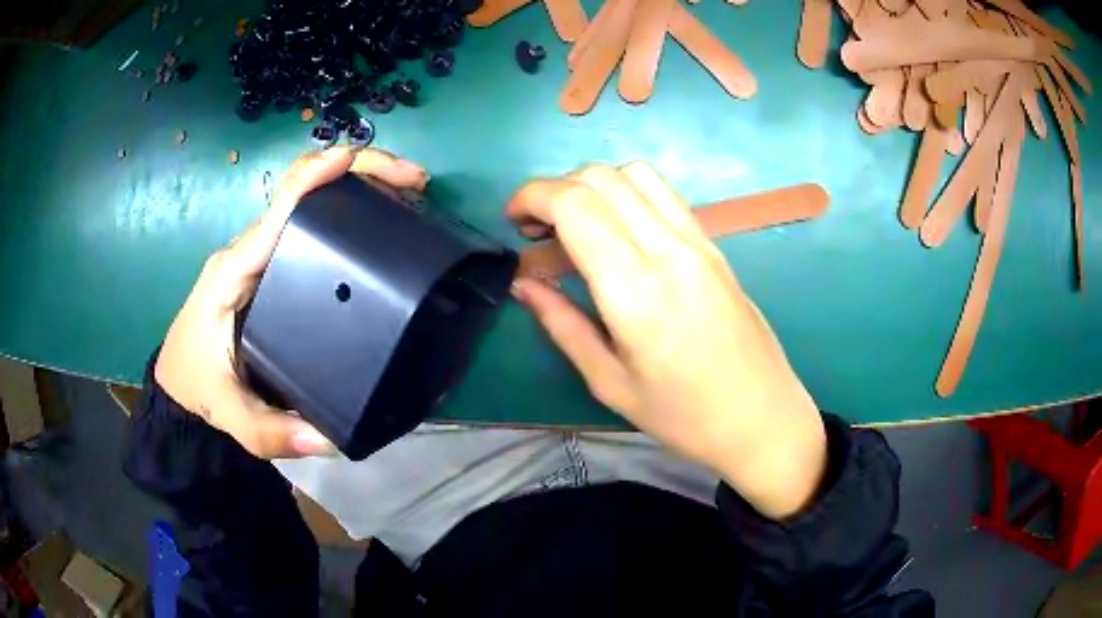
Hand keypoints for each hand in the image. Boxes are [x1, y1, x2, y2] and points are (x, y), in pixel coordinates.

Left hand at [155, 147, 428, 458]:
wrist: (180, 382)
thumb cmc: (199, 386)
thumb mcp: (231, 416)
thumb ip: (272, 432)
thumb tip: (329, 440)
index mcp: (238, 269)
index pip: (282, 205)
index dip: (323, 174)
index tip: (369, 166)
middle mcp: (251, 250)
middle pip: (305, 187)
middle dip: (360, 171)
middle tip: (414, 185)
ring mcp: (262, 254)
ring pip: (310, 200)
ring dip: (358, 186)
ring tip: (409, 200)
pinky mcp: (271, 265)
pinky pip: (309, 223)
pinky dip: (346, 210)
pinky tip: (378, 226)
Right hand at [508, 163, 826, 518]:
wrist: (763, 418)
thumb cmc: (684, 416)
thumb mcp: (610, 382)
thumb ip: (561, 325)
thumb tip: (523, 283)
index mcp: (635, 289)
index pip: (575, 203)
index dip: (532, 196)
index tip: (513, 220)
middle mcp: (668, 250)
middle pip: (601, 177)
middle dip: (555, 188)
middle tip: (538, 228)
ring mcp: (698, 242)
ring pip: (636, 174)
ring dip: (593, 184)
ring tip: (577, 224)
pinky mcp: (714, 245)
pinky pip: (665, 194)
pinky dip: (627, 192)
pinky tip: (619, 230)